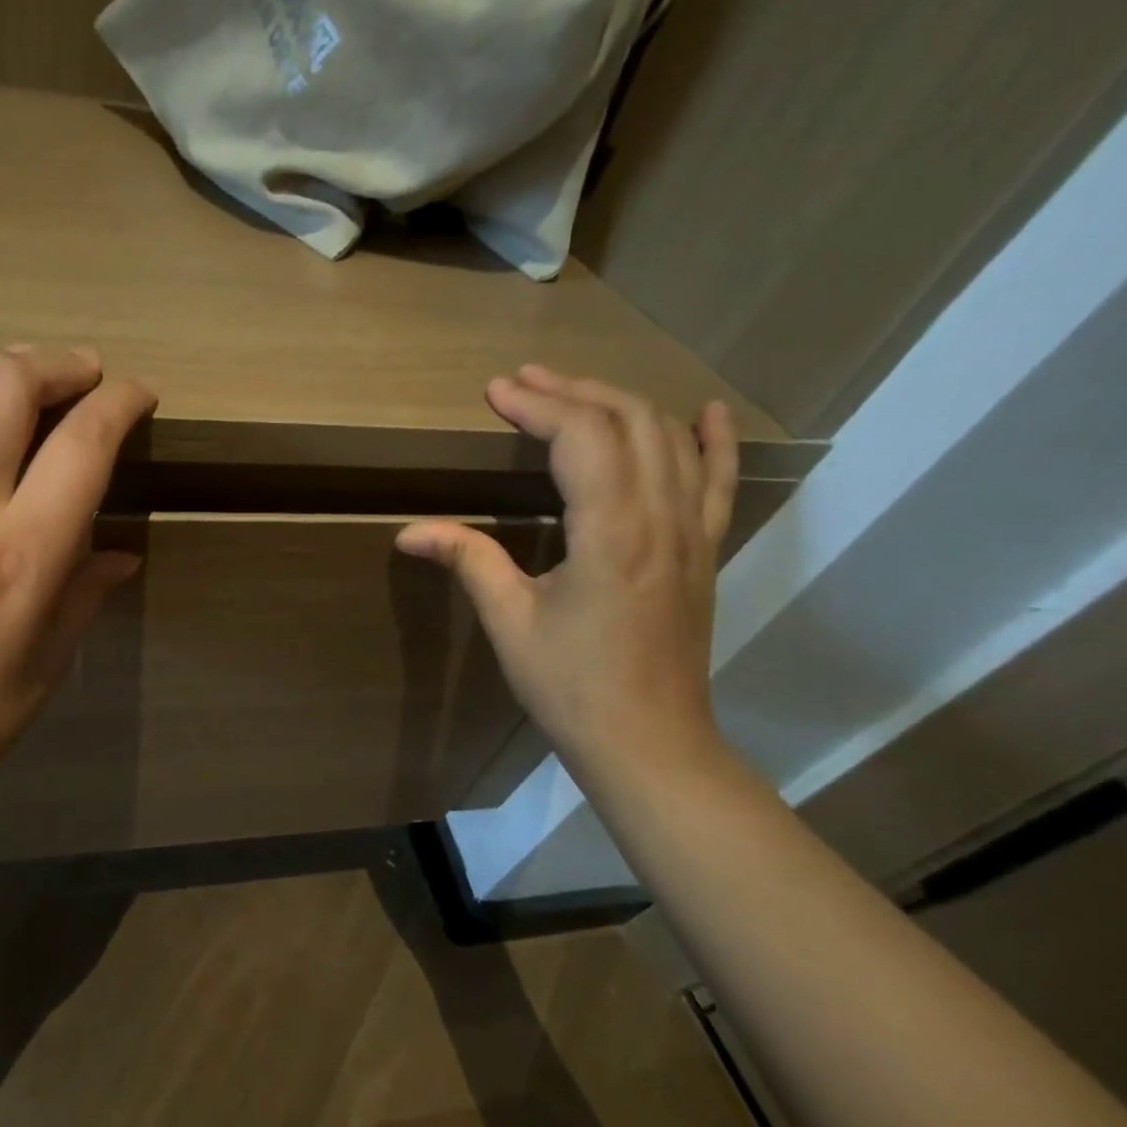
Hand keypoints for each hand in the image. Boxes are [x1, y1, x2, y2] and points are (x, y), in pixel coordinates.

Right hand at [396, 365, 737, 784]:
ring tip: (574, 389)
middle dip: (572, 391)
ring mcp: (692, 533)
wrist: (649, 743)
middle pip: (628, 423)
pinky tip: (705, 413)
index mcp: (610, 532)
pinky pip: (718, 482)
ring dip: (620, 404)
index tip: (494, 392)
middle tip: (522, 382)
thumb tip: (408, 532)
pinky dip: (713, 441)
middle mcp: (661, 518)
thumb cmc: (571, 686)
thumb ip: (468, 560)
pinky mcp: (705, 552)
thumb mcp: (509, 622)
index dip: (537, 405)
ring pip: (669, 440)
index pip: (581, 437)